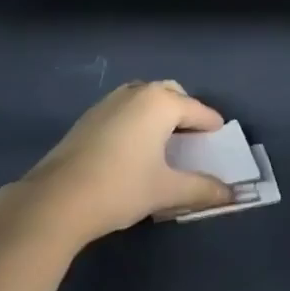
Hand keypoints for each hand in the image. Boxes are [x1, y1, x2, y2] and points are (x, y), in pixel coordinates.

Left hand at [8, 81, 234, 247]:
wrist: (58, 198)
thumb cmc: (120, 187)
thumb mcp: (166, 190)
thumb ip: (201, 189)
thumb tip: (231, 194)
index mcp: (161, 103)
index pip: (198, 110)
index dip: (212, 126)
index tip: (221, 139)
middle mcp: (138, 92)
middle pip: (171, 94)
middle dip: (185, 112)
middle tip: (193, 139)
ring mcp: (110, 100)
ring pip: (146, 97)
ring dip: (159, 113)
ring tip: (164, 142)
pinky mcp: (90, 115)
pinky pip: (126, 107)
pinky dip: (138, 119)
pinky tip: (133, 148)